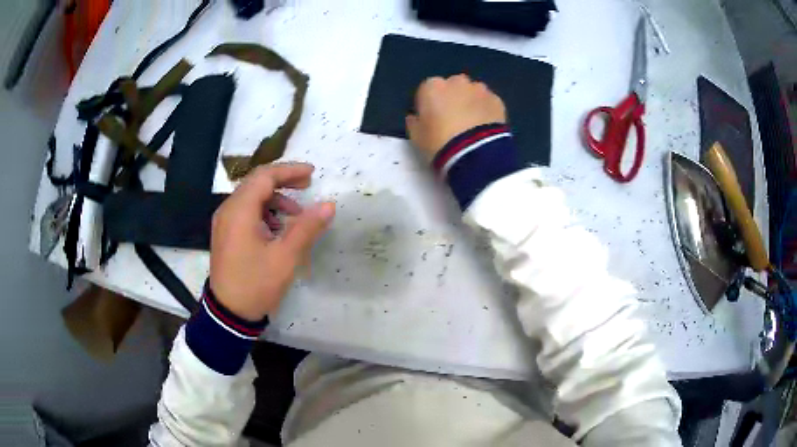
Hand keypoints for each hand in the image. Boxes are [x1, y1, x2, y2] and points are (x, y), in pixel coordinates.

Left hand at [209, 163, 334, 320]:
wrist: (228, 314)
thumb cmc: (256, 284)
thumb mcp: (285, 257)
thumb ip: (307, 227)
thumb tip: (328, 204)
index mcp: (240, 210)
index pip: (265, 176)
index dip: (289, 171)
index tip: (312, 174)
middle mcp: (228, 210)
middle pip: (256, 183)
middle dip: (283, 181)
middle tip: (307, 186)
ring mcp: (224, 222)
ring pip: (251, 197)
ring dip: (274, 198)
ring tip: (296, 214)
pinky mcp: (226, 234)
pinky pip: (245, 212)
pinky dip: (264, 212)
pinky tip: (277, 228)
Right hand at [406, 74, 506, 159]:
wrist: (475, 154)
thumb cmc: (439, 143)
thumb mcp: (416, 137)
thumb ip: (414, 122)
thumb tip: (415, 117)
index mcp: (432, 87)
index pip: (427, 91)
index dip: (429, 106)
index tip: (432, 120)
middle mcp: (456, 81)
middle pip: (452, 87)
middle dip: (452, 99)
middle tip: (454, 121)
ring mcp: (479, 89)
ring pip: (472, 92)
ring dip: (471, 102)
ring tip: (472, 125)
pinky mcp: (497, 100)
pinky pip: (488, 102)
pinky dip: (486, 110)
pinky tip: (485, 127)